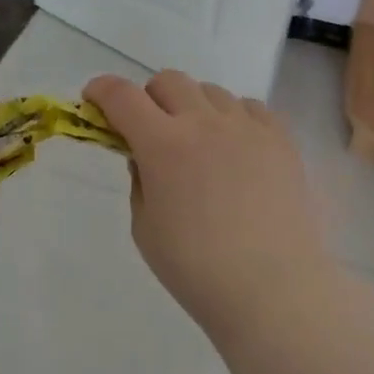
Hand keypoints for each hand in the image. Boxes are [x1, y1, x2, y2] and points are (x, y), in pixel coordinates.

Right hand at [85, 71, 331, 347]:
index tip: (93, 98)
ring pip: (209, 91)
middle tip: (150, 130)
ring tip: (198, 143)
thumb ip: (140, 181)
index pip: (122, 96)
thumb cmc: (197, 269)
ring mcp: (246, 127)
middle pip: (168, 81)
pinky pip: (249, 107)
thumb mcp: (145, 228)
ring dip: (192, 107)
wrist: (274, 291)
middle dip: (149, 98)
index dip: (101, 90)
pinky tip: (235, 146)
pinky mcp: (280, 139)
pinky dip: (233, 117)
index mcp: (163, 144)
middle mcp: (203, 122)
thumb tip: (145, 157)